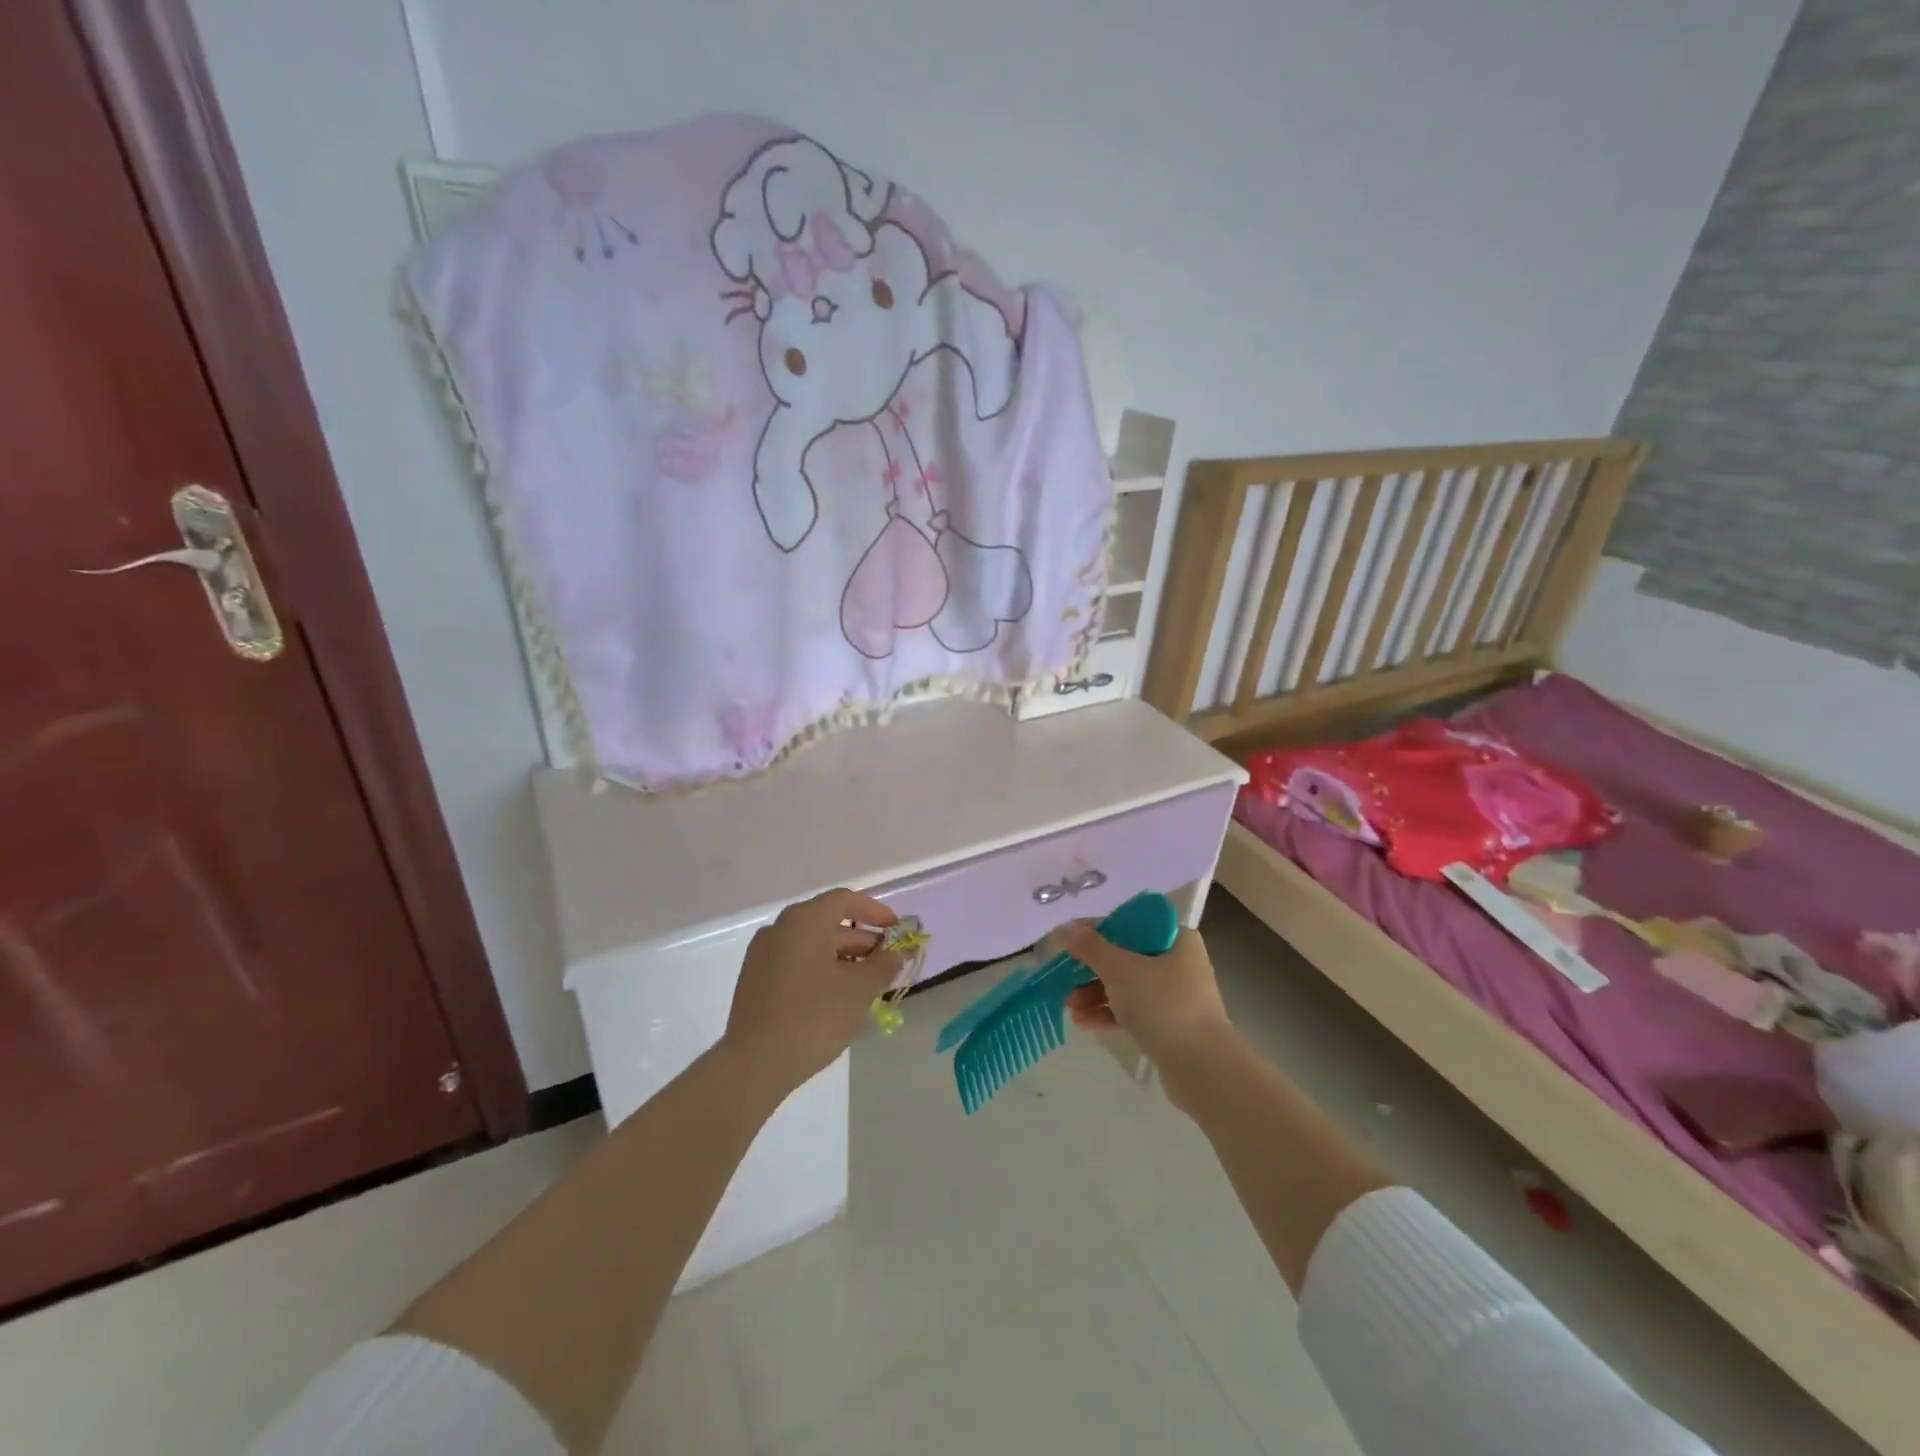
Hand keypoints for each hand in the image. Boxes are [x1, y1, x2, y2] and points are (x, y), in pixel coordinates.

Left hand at [722, 889, 902, 1097]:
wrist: (754, 1065)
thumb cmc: (814, 1018)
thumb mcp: (860, 990)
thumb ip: (884, 965)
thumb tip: (898, 952)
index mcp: (805, 921)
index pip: (845, 900)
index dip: (875, 912)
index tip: (897, 931)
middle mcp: (780, 928)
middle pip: (828, 922)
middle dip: (862, 940)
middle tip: (887, 964)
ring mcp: (763, 954)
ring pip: (812, 945)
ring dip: (843, 958)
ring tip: (867, 985)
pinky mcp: (755, 980)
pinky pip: (796, 962)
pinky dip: (820, 970)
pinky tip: (837, 997)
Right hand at [1060, 923, 1237, 1102]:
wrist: (1203, 1069)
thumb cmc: (1163, 1005)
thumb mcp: (1121, 970)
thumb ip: (1091, 947)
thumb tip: (1065, 928)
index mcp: (1176, 938)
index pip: (1132, 923)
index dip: (1099, 929)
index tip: (1071, 940)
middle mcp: (1178, 962)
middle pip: (1126, 955)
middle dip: (1092, 968)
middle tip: (1064, 976)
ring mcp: (1174, 995)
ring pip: (1127, 985)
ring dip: (1095, 993)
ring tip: (1069, 1006)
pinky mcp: (1169, 1025)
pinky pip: (1133, 1010)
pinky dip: (1109, 1013)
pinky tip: (1082, 1022)